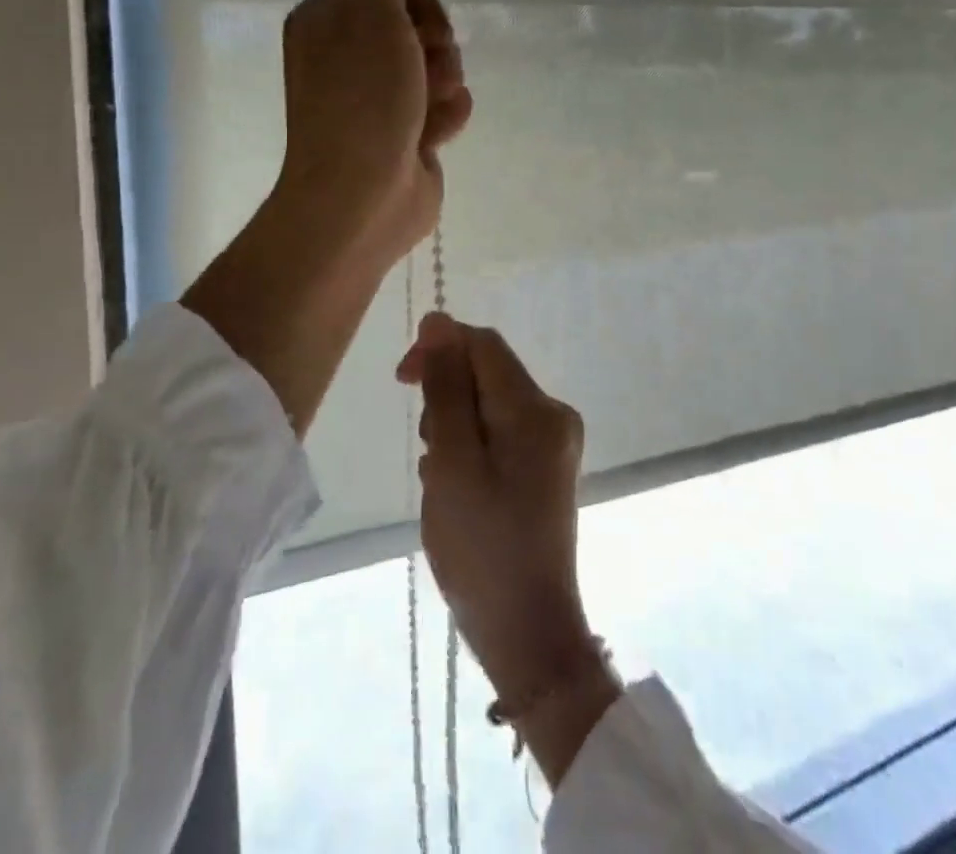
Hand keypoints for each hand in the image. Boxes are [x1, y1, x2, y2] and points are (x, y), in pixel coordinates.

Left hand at [274, 0, 482, 274]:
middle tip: (420, 58)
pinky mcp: (408, 128)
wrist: (360, 197)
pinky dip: (444, 115)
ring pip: (442, 60)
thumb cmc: (361, 98)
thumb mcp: (370, 12)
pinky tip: (426, 136)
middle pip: (423, 14)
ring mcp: (383, 93)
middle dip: (434, 34)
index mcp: (333, 15)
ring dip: (442, 79)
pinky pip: (448, 102)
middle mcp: (354, 50)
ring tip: (420, 108)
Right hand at [397, 314, 620, 782]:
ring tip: (442, 480)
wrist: (528, 634)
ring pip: (488, 404)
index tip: (401, 381)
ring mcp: (554, 443)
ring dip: (454, 427)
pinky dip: (470, 449)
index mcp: (535, 409)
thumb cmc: (482, 547)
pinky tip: (457, 491)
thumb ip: (446, 388)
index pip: (483, 345)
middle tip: (430, 453)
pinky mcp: (546, 468)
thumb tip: (438, 321)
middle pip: (487, 374)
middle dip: (446, 398)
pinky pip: (499, 434)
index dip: (439, 348)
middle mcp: (553, 415)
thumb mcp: (452, 461)